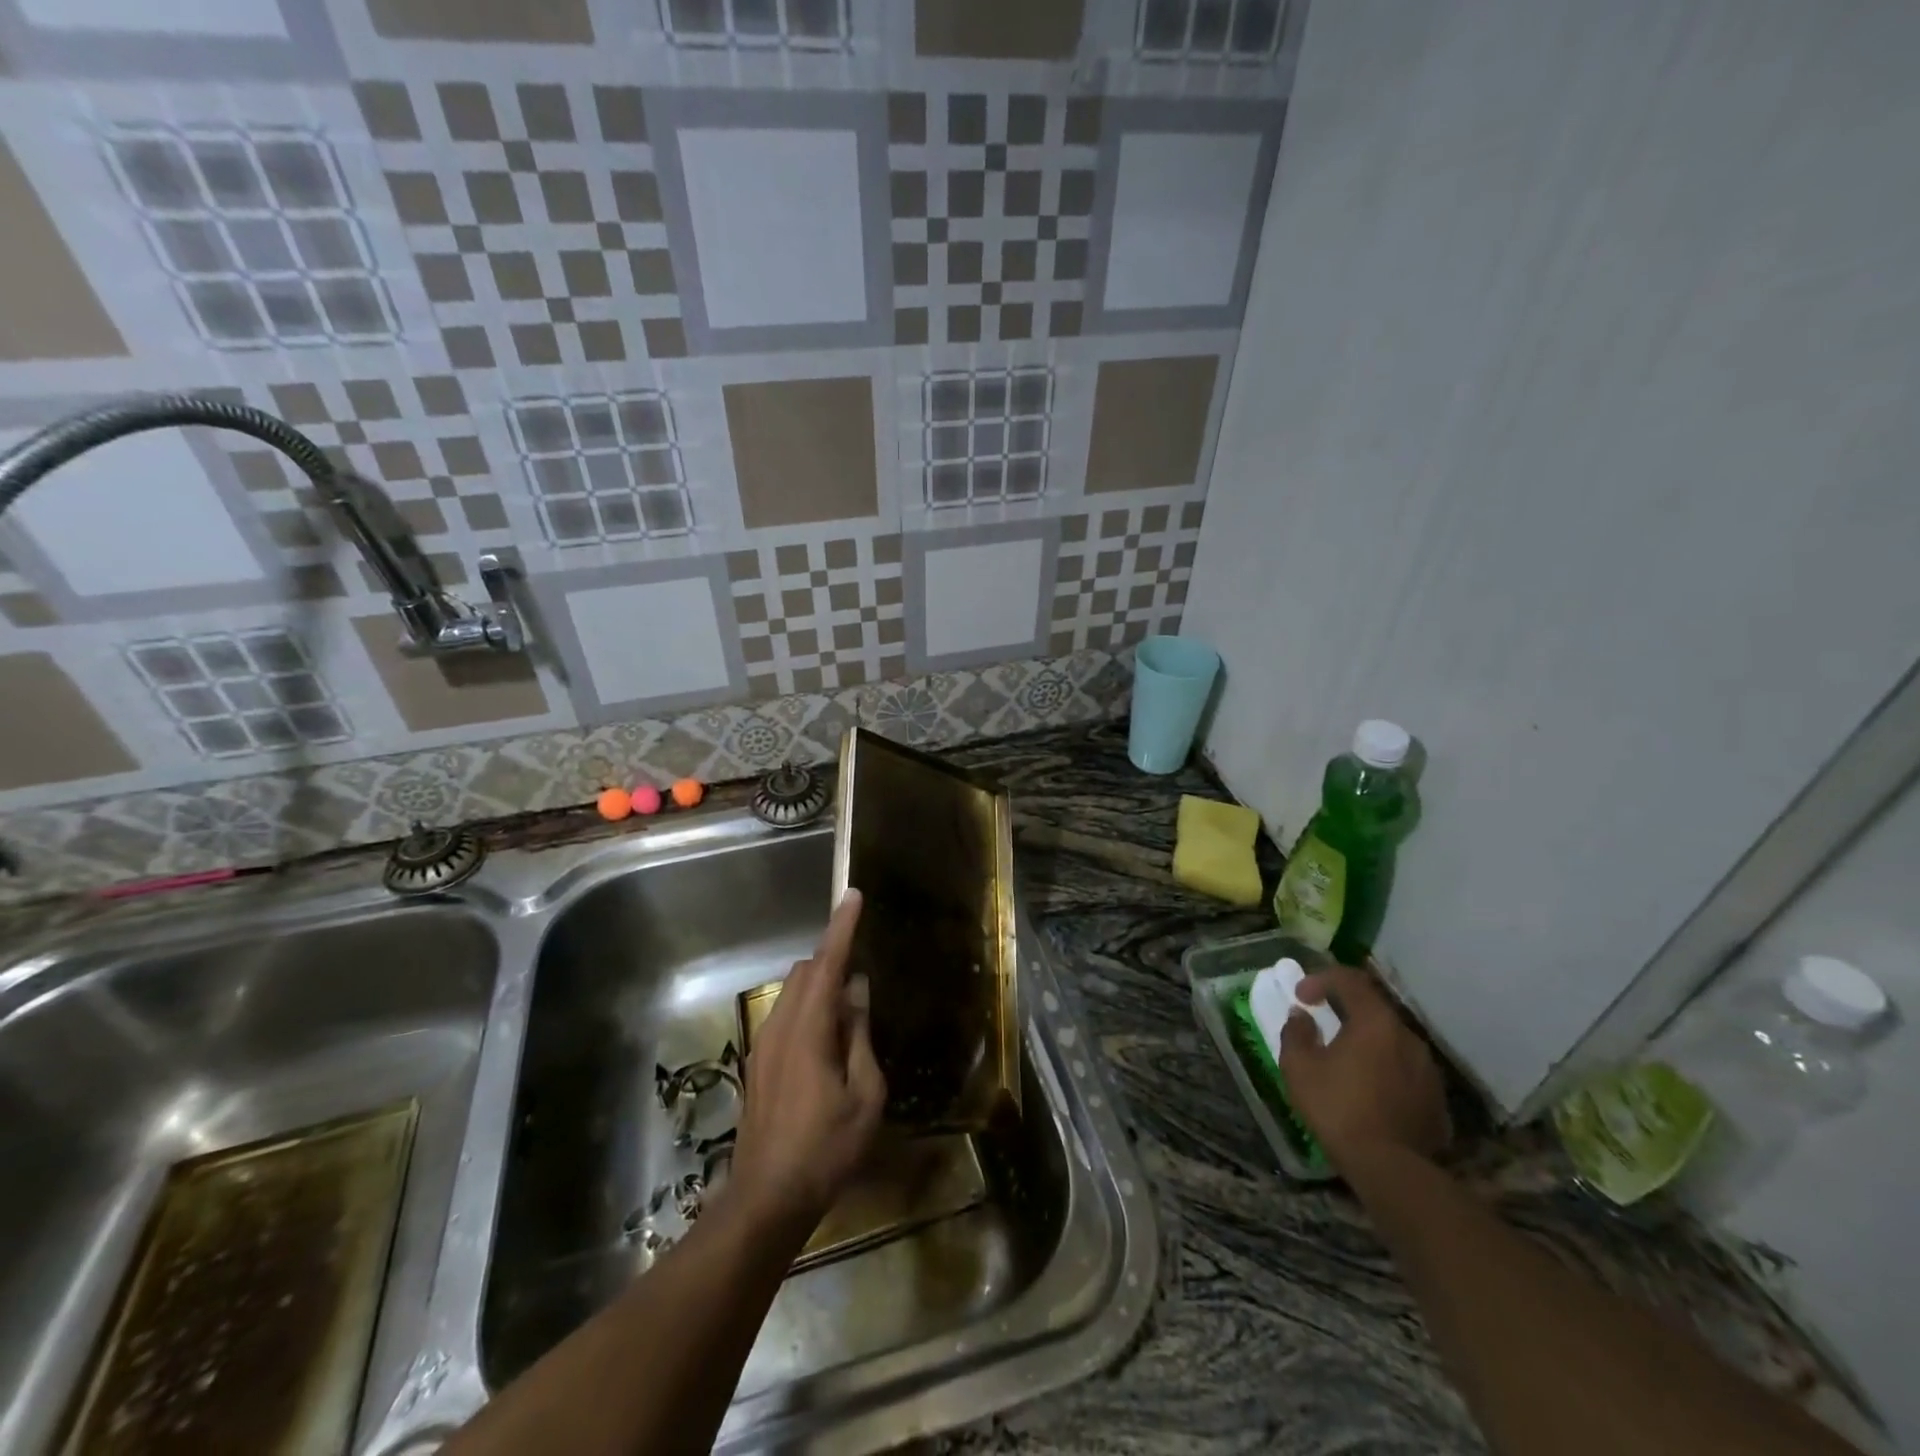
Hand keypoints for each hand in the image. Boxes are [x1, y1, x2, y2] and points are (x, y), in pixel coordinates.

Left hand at [729, 890, 886, 1233]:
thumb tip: (856, 993)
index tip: (853, 896)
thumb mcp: (864, 1095)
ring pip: (792, 992)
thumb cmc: (826, 1148)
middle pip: (805, 971)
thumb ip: (860, 1036)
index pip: (826, 964)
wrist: (767, 1198)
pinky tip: (828, 1039)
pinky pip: (786, 1015)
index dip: (842, 928)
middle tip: (863, 970)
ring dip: (820, 984)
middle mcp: (780, 1026)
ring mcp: (763, 1045)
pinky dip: (809, 1007)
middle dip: (832, 957)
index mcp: (808, 1030)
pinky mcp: (758, 1063)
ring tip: (850, 1008)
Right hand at [1280, 965, 1451, 1169]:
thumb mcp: (1299, 1068)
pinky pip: (1405, 1070)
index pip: (1350, 980)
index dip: (1321, 979)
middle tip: (1322, 1021)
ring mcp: (1427, 1069)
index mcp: (1375, 1022)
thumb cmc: (1338, 1108)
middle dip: (1345, 1009)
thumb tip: (1301, 1017)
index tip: (1301, 996)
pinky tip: (1369, 1090)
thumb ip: (1296, 1034)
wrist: (1391, 1169)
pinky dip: (1384, 1068)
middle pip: (1374, 1008)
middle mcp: (1407, 1037)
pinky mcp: (1436, 1099)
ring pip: (1392, 1040)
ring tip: (1345, 1059)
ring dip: (1367, 1040)